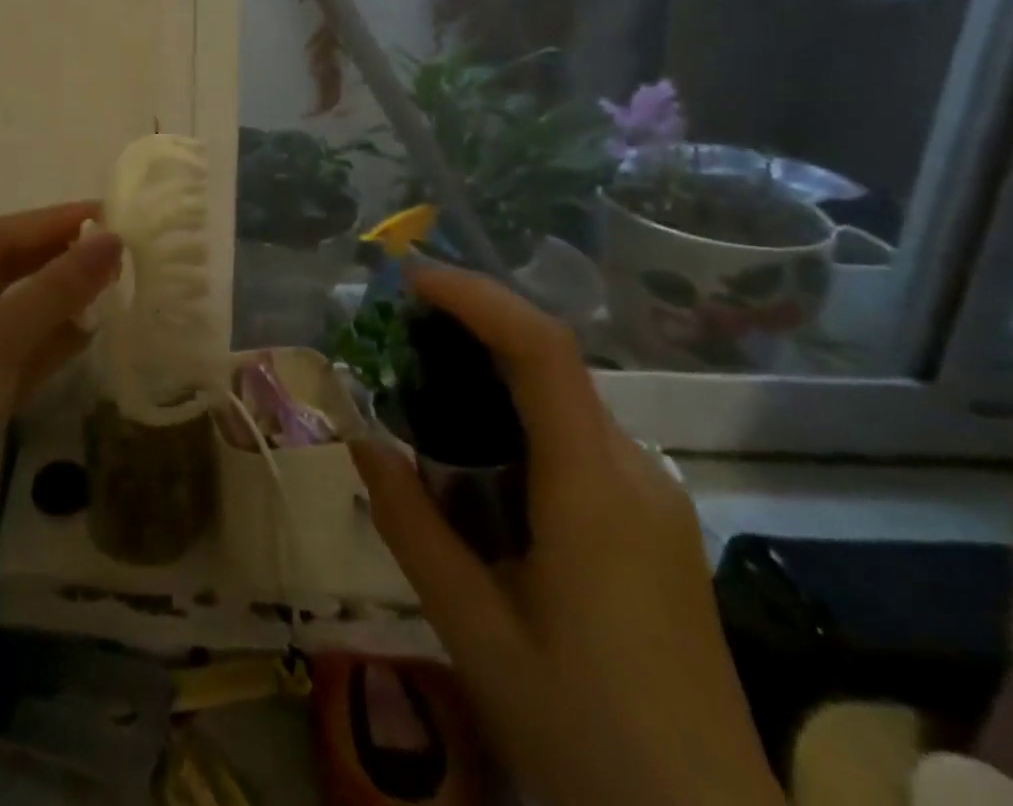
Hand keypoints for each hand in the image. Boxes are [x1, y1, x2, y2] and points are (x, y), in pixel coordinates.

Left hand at [0, 202, 123, 571]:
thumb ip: (54, 292)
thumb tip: (112, 240)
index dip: (50, 223)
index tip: (108, 214)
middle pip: (9, 270)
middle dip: (59, 256)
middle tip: (118, 245)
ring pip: (22, 309)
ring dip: (63, 296)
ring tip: (116, 279)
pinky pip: (28, 349)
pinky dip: (58, 338)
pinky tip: (95, 327)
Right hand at [351, 267, 782, 805]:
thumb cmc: (586, 732)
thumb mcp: (474, 630)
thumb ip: (410, 525)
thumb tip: (360, 441)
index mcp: (594, 488)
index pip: (542, 351)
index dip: (477, 298)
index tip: (411, 281)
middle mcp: (634, 472)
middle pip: (550, 363)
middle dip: (470, 328)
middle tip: (394, 334)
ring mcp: (652, 497)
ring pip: (561, 399)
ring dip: (489, 375)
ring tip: (418, 391)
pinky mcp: (652, 523)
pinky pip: (575, 438)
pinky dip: (515, 417)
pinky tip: (472, 460)